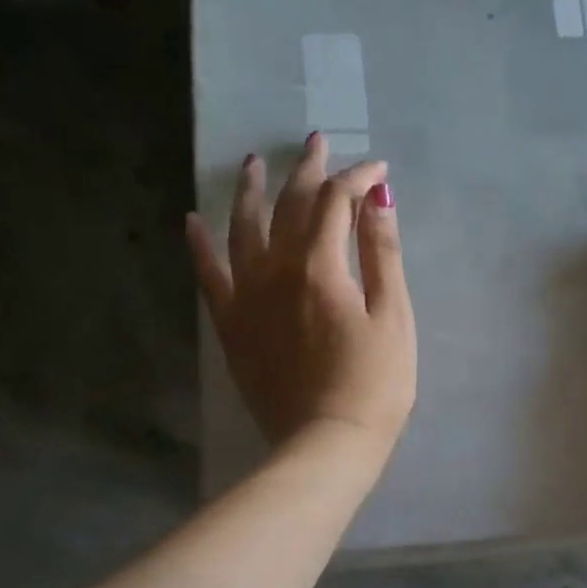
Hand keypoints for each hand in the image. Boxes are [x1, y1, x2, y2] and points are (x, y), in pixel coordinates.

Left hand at [186, 134, 416, 461]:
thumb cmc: (374, 384)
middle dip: (307, 170)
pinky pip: (208, 276)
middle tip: (317, 143)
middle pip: (288, 206)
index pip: (336, 202)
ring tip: (254, 163)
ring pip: (242, 229)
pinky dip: (200, 245)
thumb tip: (377, 198)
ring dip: (250, 191)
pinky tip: (193, 221)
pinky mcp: (232, 327)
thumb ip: (382, 254)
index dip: (358, 179)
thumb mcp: (393, 317)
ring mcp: (247, 298)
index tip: (379, 170)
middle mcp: (275, 270)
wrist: (325, 445)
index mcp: (319, 266)